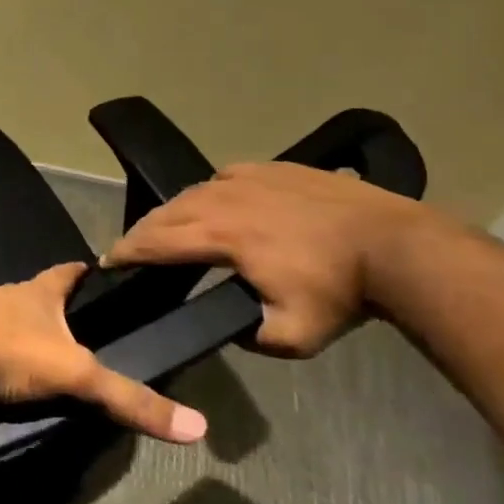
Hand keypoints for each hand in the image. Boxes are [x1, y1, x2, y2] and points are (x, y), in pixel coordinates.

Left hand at [0, 264, 206, 443]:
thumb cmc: (10, 352)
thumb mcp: (76, 375)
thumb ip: (129, 398)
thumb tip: (197, 425)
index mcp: (36, 293)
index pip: (65, 273)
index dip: (80, 272)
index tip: (92, 268)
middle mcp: (3, 294)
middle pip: (31, 293)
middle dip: (47, 303)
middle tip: (66, 320)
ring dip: (14, 325)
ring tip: (29, 345)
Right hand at [99, 161, 439, 356]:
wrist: (396, 246)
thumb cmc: (341, 292)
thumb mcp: (291, 336)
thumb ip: (246, 335)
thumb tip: (226, 324)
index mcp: (221, 236)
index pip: (157, 241)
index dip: (127, 251)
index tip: (108, 261)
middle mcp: (223, 198)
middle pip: (167, 212)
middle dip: (142, 231)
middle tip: (129, 248)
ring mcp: (247, 177)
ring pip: (193, 192)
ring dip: (172, 212)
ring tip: (166, 229)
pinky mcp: (270, 168)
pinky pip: (223, 178)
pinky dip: (207, 193)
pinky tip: (214, 204)